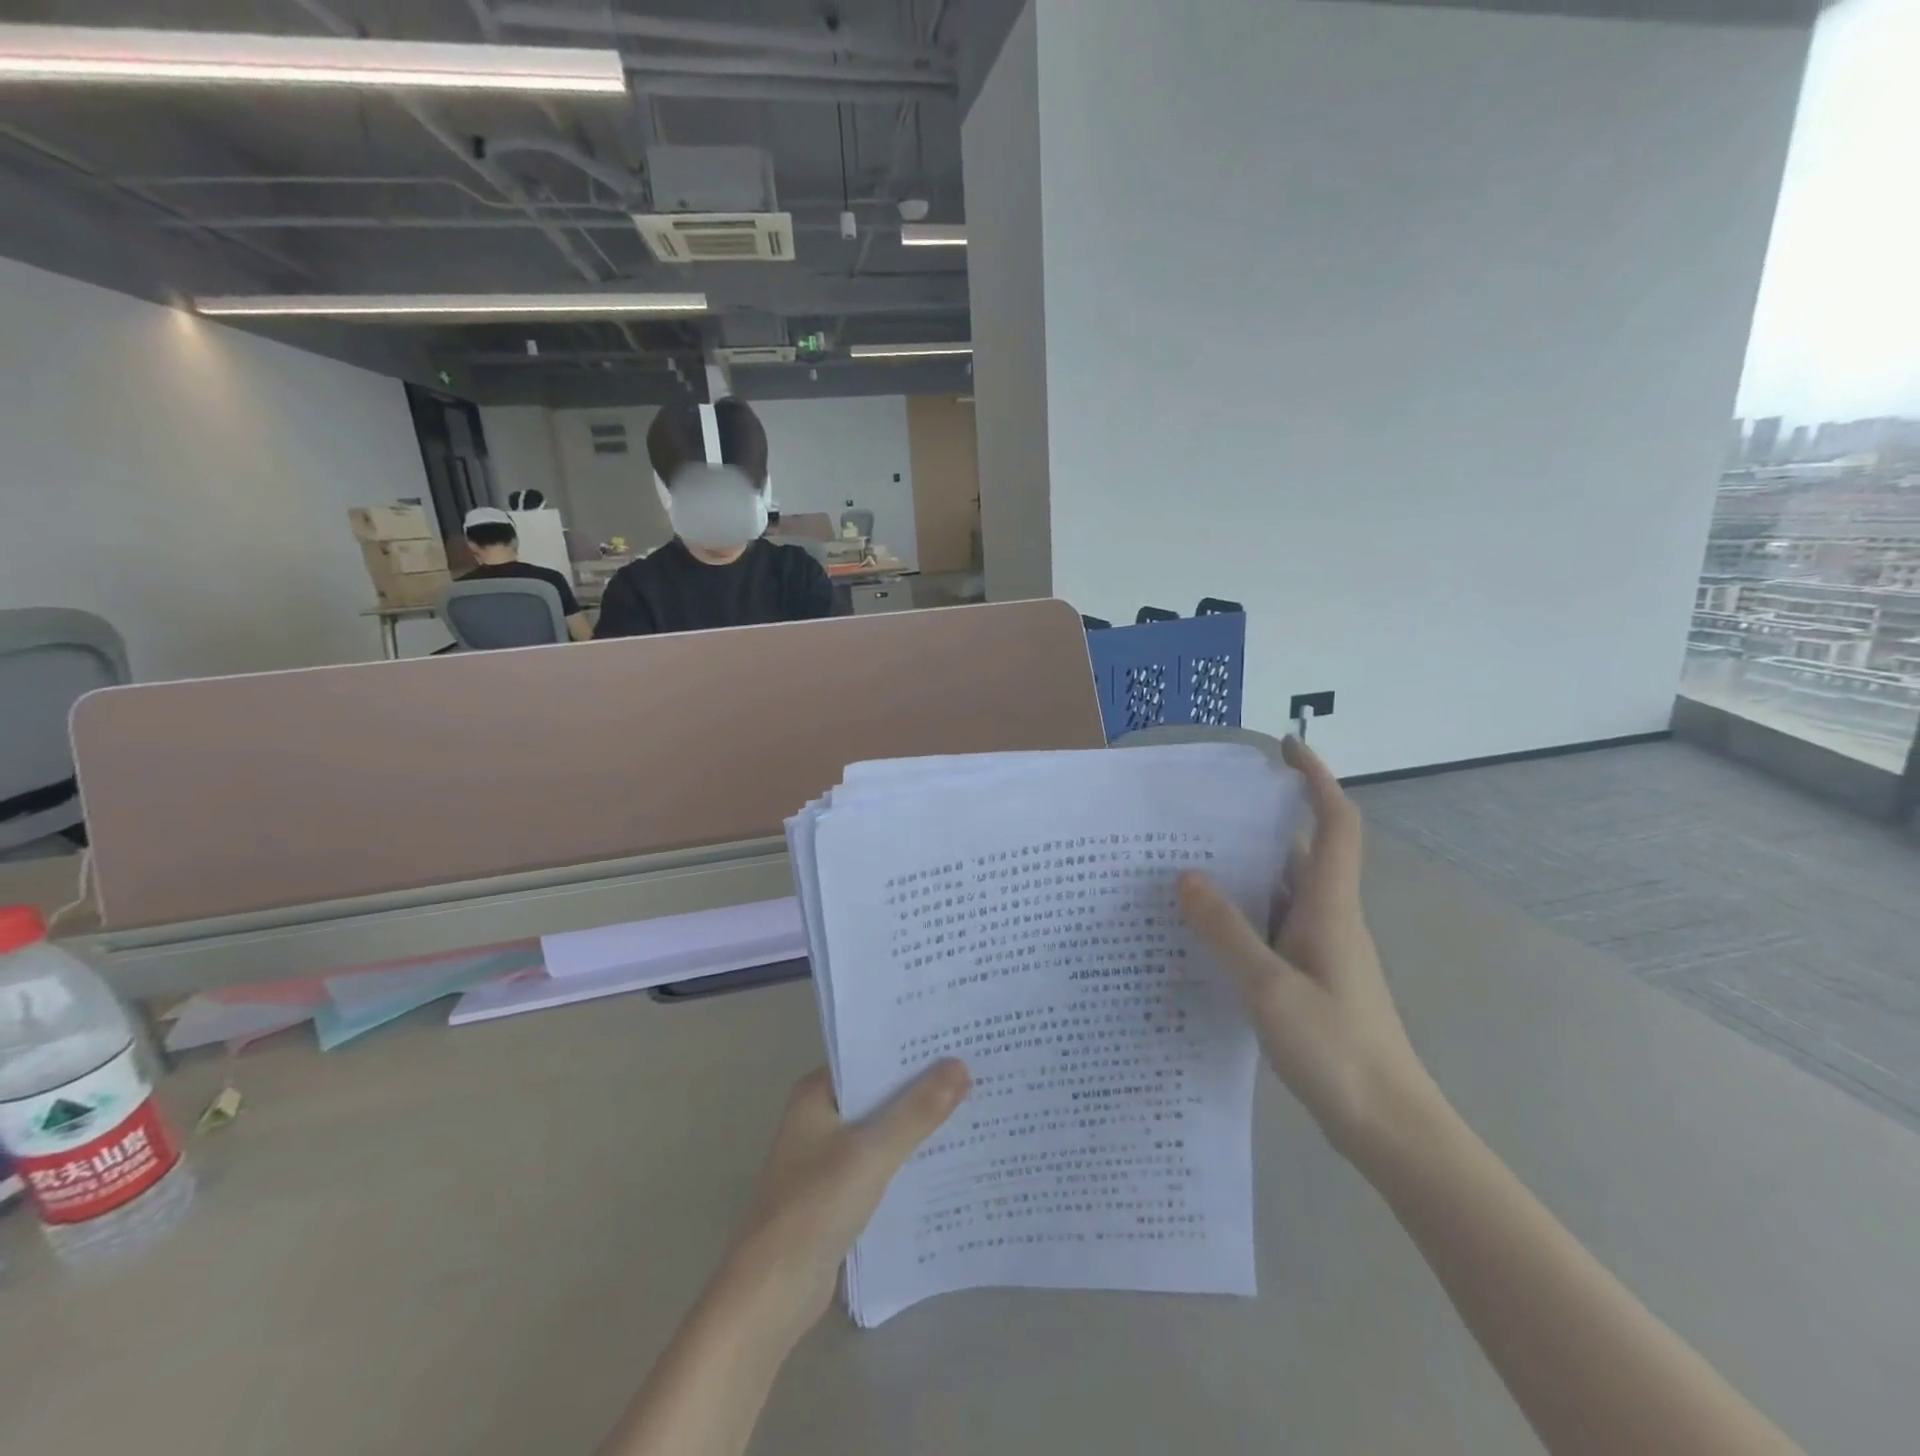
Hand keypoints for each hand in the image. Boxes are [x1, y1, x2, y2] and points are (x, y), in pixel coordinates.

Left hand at [716, 1061, 970, 1344]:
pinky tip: (946, 1157)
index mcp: (817, 1093)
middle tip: (975, 1067)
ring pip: (882, 1127)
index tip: (955, 1036)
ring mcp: (827, 1156)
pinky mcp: (838, 1192)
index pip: (870, 1054)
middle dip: (921, 1083)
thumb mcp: (872, 1152)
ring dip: (917, 1122)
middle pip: (879, 1090)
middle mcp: (820, 1116)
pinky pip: (881, 1161)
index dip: (910, 1046)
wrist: (771, 1294)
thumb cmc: (815, 1207)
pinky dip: (907, 1157)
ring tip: (972, 1105)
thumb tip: (961, 1065)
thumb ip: (918, 1110)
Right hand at [1176, 736, 1433, 1154]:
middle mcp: (1329, 917)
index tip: (1286, 747)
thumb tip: (1186, 876)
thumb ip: (1226, 931)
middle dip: (1261, 821)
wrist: (1390, 1126)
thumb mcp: (1269, 988)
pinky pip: (1273, 925)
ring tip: (1187, 860)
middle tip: (1202, 810)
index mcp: (1330, 907)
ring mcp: (1322, 949)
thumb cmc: (1337, 1050)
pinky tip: (1204, 926)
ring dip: (1245, 870)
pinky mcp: (1311, 976)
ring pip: (1282, 891)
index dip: (1316, 779)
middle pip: (1301, 851)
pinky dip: (1242, 913)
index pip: (1336, 823)